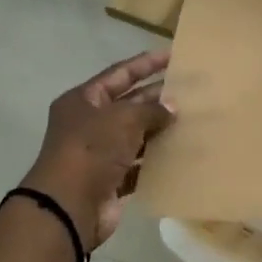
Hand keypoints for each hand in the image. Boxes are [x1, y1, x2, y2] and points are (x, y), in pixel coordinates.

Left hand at [20, 50, 173, 249]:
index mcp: (83, 100)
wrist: (69, 206)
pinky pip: (138, 165)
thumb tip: (172, 108)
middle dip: (157, 97)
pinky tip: (180, 154)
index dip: (145, 63)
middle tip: (189, 91)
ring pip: (135, 135)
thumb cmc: (92, 149)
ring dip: (159, 129)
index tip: (172, 55)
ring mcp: (99, 153)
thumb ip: (151, 110)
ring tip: (192, 120)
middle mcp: (89, 123)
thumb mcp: (123, 119)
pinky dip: (156, 160)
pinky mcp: (110, 180)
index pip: (119, 74)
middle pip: (129, 104)